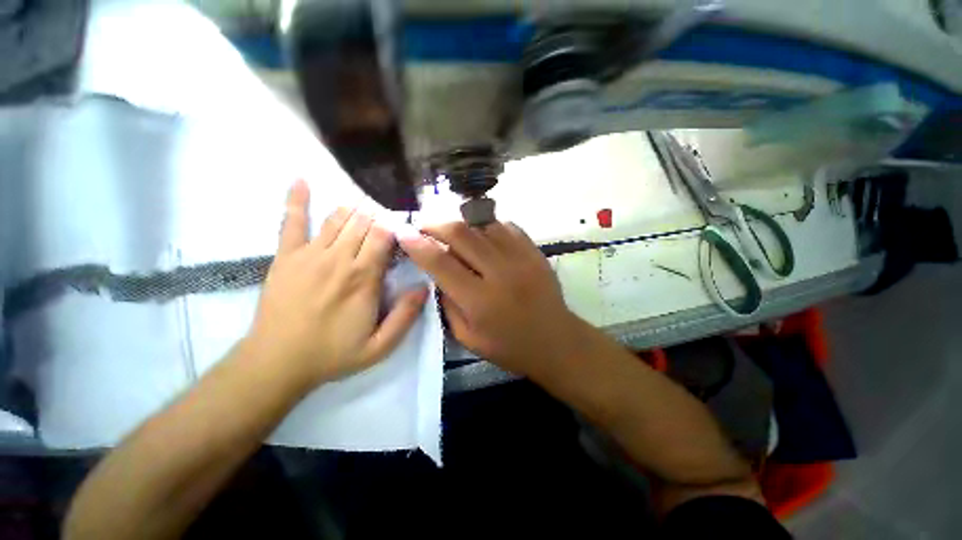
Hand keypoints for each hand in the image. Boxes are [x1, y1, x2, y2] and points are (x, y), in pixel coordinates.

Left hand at [246, 180, 428, 387]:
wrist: (276, 363)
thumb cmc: (332, 354)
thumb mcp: (380, 347)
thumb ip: (405, 316)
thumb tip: (424, 287)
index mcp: (364, 278)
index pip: (385, 237)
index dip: (396, 227)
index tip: (404, 228)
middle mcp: (339, 259)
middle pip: (363, 223)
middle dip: (378, 215)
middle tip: (386, 216)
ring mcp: (310, 254)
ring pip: (337, 218)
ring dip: (354, 208)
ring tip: (364, 204)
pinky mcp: (286, 256)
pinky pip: (291, 222)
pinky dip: (296, 200)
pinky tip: (301, 179)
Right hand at [398, 221, 586, 377]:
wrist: (556, 340)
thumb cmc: (510, 346)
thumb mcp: (468, 338)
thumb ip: (448, 304)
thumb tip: (436, 274)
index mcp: (480, 300)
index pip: (441, 263)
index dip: (417, 245)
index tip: (402, 232)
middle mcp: (500, 273)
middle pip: (461, 234)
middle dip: (436, 225)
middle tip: (424, 226)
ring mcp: (521, 258)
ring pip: (483, 224)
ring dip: (461, 223)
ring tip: (451, 230)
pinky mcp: (535, 251)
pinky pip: (506, 226)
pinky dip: (487, 226)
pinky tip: (481, 234)